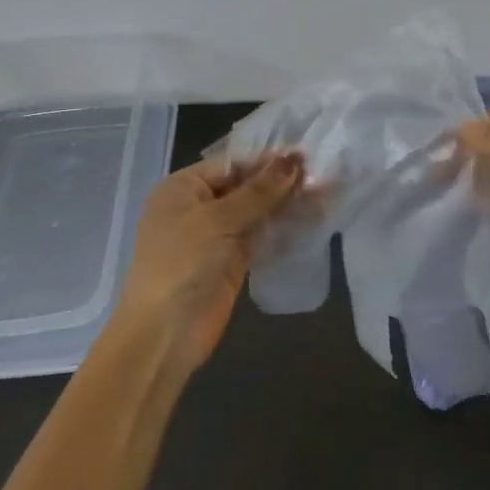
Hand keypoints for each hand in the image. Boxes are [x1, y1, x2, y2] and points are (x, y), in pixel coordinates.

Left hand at [114, 153, 303, 376]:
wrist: (165, 333)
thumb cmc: (182, 264)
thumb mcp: (218, 220)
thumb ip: (259, 191)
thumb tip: (294, 160)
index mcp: (183, 188)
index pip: (232, 164)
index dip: (268, 160)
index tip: (307, 155)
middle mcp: (198, 207)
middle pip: (245, 186)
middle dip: (280, 181)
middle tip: (322, 174)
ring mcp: (216, 235)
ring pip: (257, 211)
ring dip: (286, 203)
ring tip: (324, 193)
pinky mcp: (232, 260)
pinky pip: (261, 234)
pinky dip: (283, 227)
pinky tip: (312, 218)